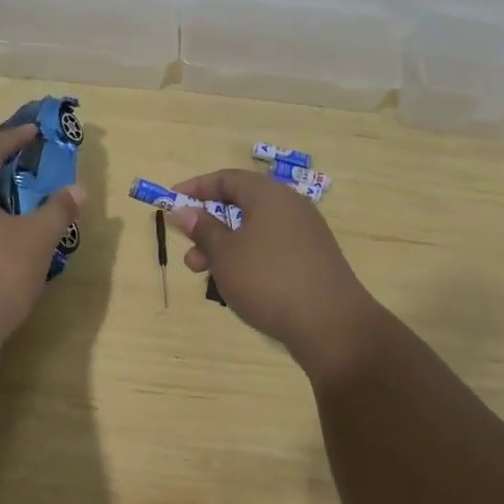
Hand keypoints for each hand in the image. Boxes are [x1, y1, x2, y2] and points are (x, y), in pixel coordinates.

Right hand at [167, 169, 386, 369]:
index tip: (172, 201)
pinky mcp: (313, 260)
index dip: (196, 188)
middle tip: (189, 250)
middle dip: (209, 225)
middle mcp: (290, 207)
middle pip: (241, 205)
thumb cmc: (268, 280)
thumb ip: (202, 229)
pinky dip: (248, 259)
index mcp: (269, 195)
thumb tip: (183, 210)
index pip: (226, 179)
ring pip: (255, 231)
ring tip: (205, 275)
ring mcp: (306, 234)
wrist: (332, 325)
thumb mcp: (225, 253)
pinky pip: (272, 249)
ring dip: (226, 247)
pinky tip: (238, 286)